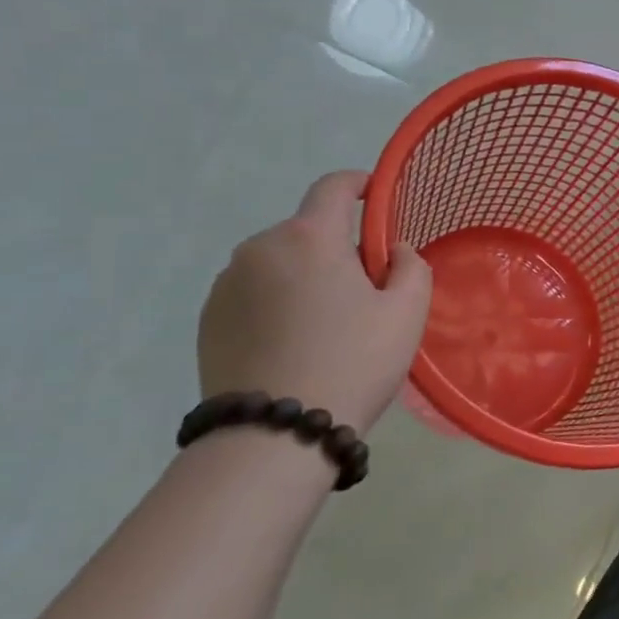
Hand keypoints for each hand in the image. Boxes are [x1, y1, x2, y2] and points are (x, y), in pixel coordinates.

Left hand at [198, 172, 431, 434]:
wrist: (274, 435)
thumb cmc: (353, 362)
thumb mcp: (407, 312)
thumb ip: (410, 266)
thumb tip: (391, 250)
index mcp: (309, 238)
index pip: (333, 186)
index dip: (359, 184)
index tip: (376, 197)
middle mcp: (260, 248)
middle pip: (309, 231)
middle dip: (338, 247)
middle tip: (365, 291)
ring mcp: (226, 284)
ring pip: (280, 263)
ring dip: (305, 276)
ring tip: (326, 325)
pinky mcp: (207, 319)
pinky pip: (254, 292)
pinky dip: (277, 302)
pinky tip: (294, 343)